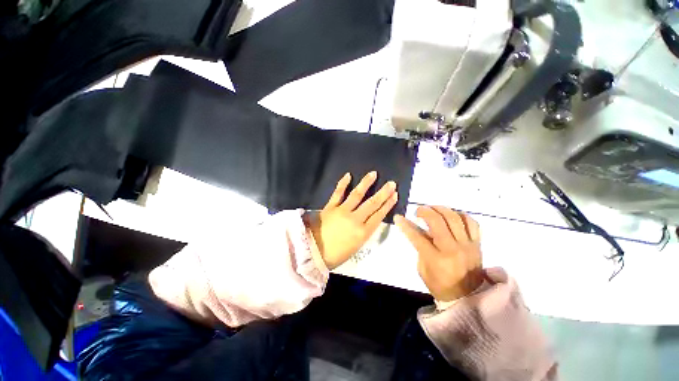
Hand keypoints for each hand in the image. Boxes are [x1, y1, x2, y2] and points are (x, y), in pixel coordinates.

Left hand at [305, 171, 397, 269]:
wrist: (313, 253)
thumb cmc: (335, 255)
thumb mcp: (355, 247)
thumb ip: (363, 232)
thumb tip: (368, 221)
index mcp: (362, 232)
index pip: (379, 215)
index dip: (388, 204)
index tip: (394, 195)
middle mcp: (355, 219)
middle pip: (372, 203)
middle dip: (383, 193)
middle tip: (391, 183)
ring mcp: (342, 211)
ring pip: (357, 195)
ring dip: (366, 183)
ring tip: (373, 174)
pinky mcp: (330, 207)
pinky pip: (338, 193)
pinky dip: (343, 184)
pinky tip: (348, 175)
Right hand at [394, 206, 482, 301]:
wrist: (469, 298)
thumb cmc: (440, 285)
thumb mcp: (422, 269)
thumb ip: (420, 248)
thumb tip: (417, 229)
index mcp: (436, 259)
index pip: (417, 236)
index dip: (405, 225)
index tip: (398, 217)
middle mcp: (452, 249)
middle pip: (438, 221)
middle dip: (425, 211)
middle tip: (419, 210)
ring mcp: (467, 245)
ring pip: (455, 218)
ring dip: (441, 209)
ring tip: (433, 209)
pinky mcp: (477, 244)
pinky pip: (472, 223)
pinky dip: (460, 215)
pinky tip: (452, 215)